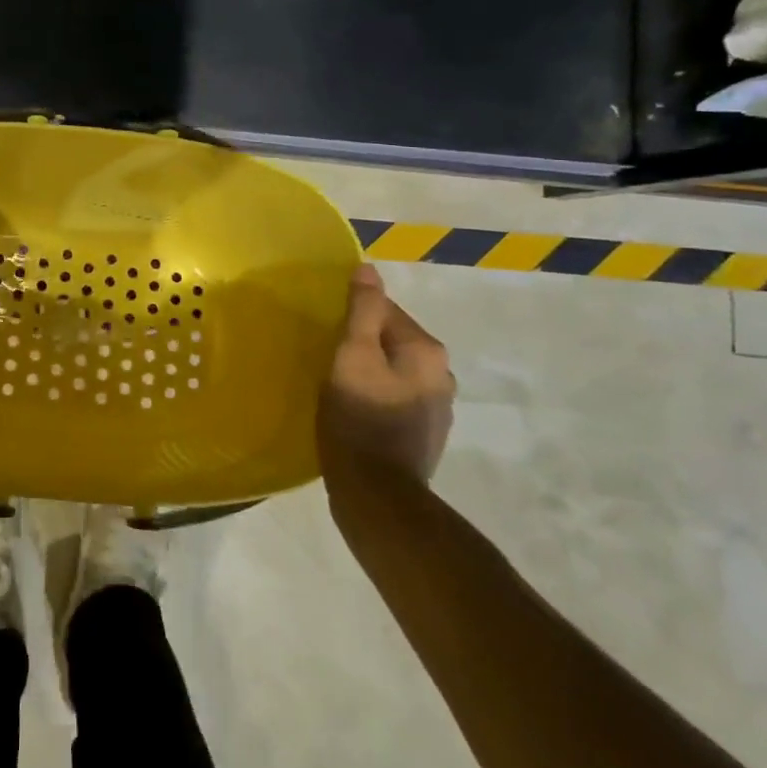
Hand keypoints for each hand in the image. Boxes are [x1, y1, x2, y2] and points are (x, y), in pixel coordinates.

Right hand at [317, 263, 454, 482]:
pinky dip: (376, 396)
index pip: (385, 310)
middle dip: (361, 342)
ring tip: (336, 384)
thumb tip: (368, 270)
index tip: (325, 330)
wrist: (377, 497)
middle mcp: (442, 374)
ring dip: (369, 370)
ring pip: (393, 370)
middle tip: (325, 356)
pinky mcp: (425, 434)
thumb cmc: (359, 420)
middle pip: (391, 340)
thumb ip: (363, 311)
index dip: (350, 316)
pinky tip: (354, 411)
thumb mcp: (352, 356)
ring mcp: (437, 408)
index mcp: (427, 351)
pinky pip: (395, 398)